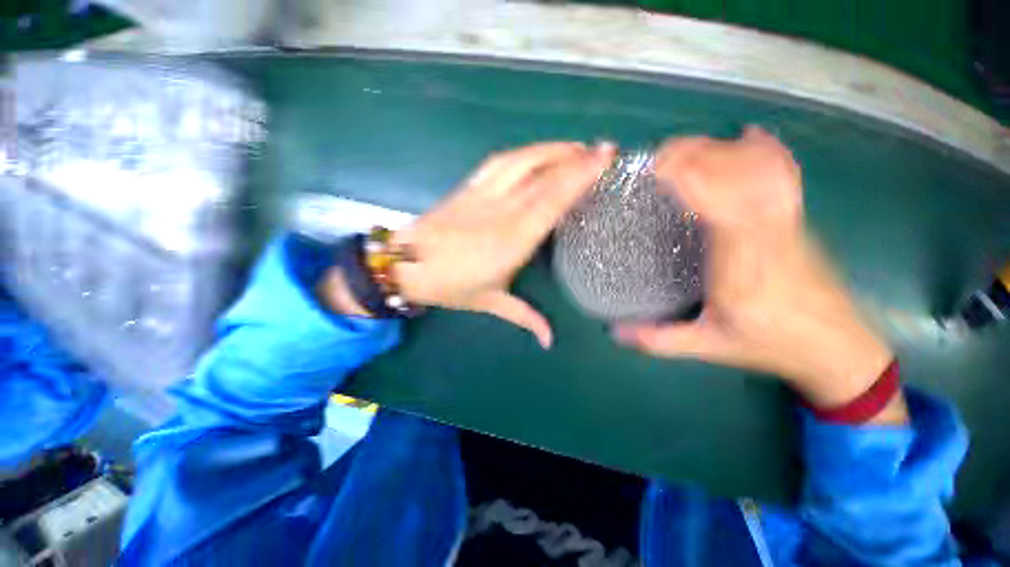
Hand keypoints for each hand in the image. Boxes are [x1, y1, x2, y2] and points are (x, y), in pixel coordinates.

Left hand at [392, 142, 616, 347]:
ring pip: (522, 161)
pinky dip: (524, 153)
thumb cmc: (452, 286)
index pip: (552, 201)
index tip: (603, 161)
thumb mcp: (492, 303)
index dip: (578, 177)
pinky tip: (539, 151)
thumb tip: (550, 341)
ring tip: (577, 147)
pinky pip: (500, 161)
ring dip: (552, 150)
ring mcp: (483, 194)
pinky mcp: (468, 186)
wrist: (407, 264)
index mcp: (512, 241)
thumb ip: (526, 317)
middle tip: (604, 149)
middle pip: (543, 176)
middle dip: (576, 158)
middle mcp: (501, 212)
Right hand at [614, 127, 904, 422]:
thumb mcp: (709, 347)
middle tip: (657, 155)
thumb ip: (659, 340)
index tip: (655, 169)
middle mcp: (768, 233)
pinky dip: (765, 148)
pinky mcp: (797, 218)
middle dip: (696, 154)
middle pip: (737, 174)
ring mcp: (788, 220)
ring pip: (759, 167)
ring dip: (721, 149)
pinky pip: (784, 172)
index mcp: (742, 264)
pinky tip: (747, 135)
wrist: (835, 347)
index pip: (718, 204)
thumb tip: (614, 332)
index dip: (687, 177)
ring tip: (686, 146)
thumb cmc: (769, 345)